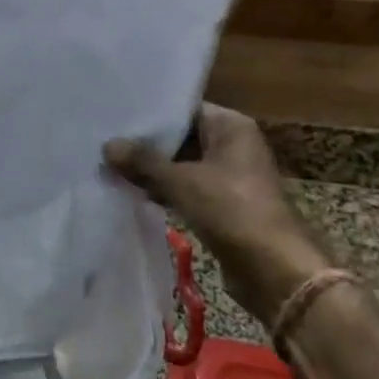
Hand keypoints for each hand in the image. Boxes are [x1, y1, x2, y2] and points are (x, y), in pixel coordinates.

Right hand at [105, 104, 327, 330]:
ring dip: (152, 170)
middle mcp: (233, 145)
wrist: (273, 270)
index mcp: (231, 126)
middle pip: (181, 137)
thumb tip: (107, 145)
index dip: (150, 114)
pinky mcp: (223, 204)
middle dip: (146, 145)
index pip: (183, 109)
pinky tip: (132, 192)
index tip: (115, 116)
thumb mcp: (180, 181)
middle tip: (105, 141)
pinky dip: (164, 190)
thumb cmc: (231, 210)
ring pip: (182, 165)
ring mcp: (229, 176)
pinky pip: (187, 188)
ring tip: (110, 166)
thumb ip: (143, 161)